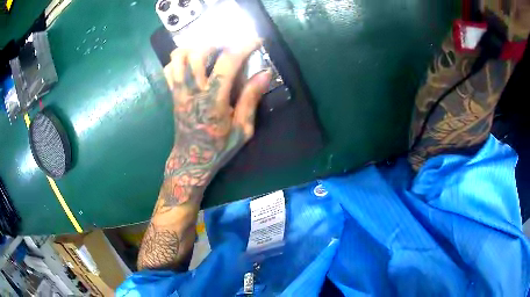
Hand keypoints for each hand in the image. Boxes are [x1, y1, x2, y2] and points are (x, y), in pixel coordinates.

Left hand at [162, 40, 271, 203]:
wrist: (191, 160)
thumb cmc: (219, 147)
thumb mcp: (243, 129)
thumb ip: (251, 99)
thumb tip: (264, 74)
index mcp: (213, 101)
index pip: (227, 63)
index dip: (243, 46)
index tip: (256, 40)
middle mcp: (193, 92)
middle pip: (196, 53)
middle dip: (215, 43)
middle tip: (228, 47)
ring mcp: (179, 92)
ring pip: (178, 58)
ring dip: (195, 48)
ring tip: (209, 51)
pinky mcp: (173, 94)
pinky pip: (169, 69)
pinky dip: (179, 59)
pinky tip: (192, 63)